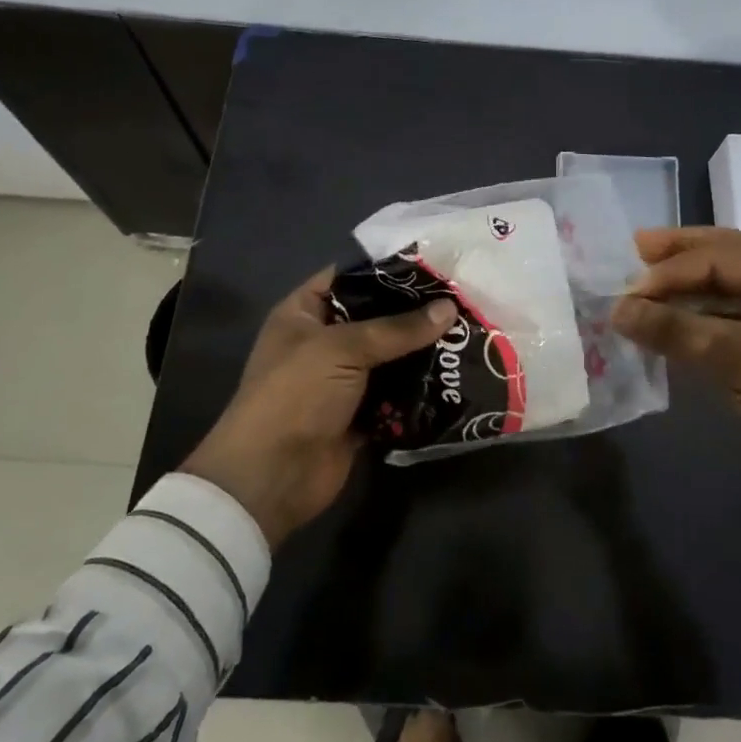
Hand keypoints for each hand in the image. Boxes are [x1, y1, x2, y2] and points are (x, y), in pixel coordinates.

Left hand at [182, 267, 455, 547]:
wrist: (272, 477)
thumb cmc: (296, 395)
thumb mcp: (342, 349)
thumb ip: (397, 328)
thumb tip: (449, 308)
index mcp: (304, 313)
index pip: (349, 277)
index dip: (387, 269)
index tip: (433, 263)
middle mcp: (323, 341)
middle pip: (376, 317)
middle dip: (416, 311)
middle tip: (462, 298)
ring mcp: (343, 379)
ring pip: (391, 355)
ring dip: (423, 350)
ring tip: (468, 331)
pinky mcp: (362, 412)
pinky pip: (397, 392)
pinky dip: (421, 386)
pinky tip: (457, 372)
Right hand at [610, 227, 740, 553]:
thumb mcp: (740, 361)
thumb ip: (677, 330)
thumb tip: (619, 310)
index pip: (722, 256)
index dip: (671, 270)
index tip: (626, 290)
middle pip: (725, 262)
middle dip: (679, 258)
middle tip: (634, 248)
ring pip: (725, 296)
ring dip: (685, 295)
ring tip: (642, 290)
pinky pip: (729, 327)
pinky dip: (697, 325)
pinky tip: (668, 327)